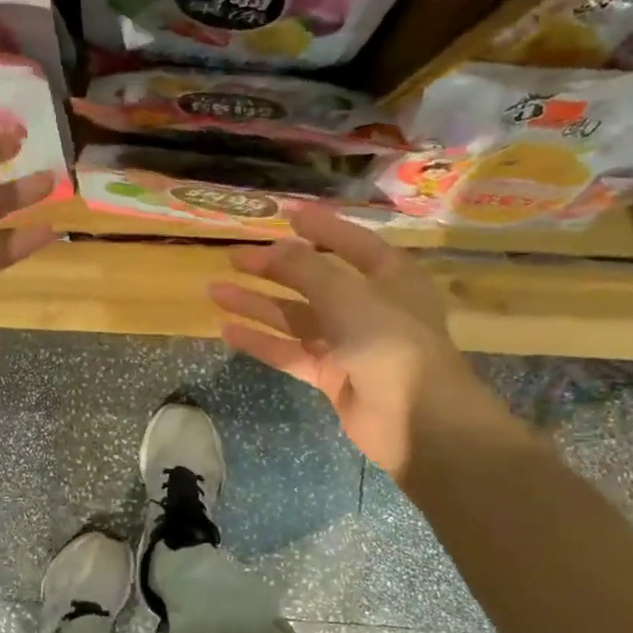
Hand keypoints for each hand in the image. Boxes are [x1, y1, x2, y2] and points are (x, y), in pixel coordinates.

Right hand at [208, 205, 509, 480]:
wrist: (416, 419)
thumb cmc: (389, 341)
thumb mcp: (345, 294)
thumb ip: (305, 269)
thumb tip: (274, 248)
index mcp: (389, 276)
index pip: (351, 242)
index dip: (319, 227)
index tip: (284, 214)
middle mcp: (370, 305)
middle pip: (314, 280)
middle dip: (274, 268)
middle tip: (234, 256)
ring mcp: (349, 343)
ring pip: (295, 317)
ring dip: (257, 304)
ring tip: (215, 290)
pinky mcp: (331, 375)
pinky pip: (290, 352)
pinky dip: (261, 341)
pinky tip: (227, 330)